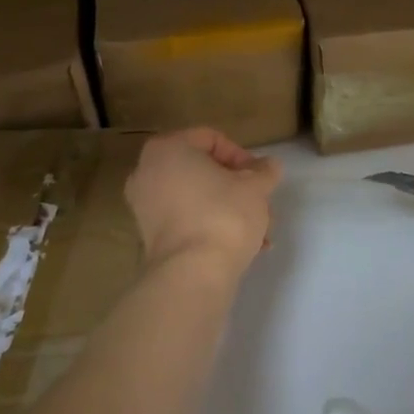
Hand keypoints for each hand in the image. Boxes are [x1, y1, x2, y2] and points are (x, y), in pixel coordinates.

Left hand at [125, 128, 281, 274]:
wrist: (192, 274)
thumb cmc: (223, 215)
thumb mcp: (255, 187)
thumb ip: (264, 171)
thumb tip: (268, 166)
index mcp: (167, 148)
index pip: (212, 139)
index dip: (242, 157)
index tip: (260, 178)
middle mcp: (147, 171)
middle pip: (204, 170)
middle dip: (237, 188)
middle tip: (261, 205)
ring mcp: (144, 205)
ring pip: (197, 197)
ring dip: (229, 209)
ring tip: (259, 233)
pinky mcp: (149, 235)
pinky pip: (186, 219)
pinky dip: (210, 226)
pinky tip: (241, 247)